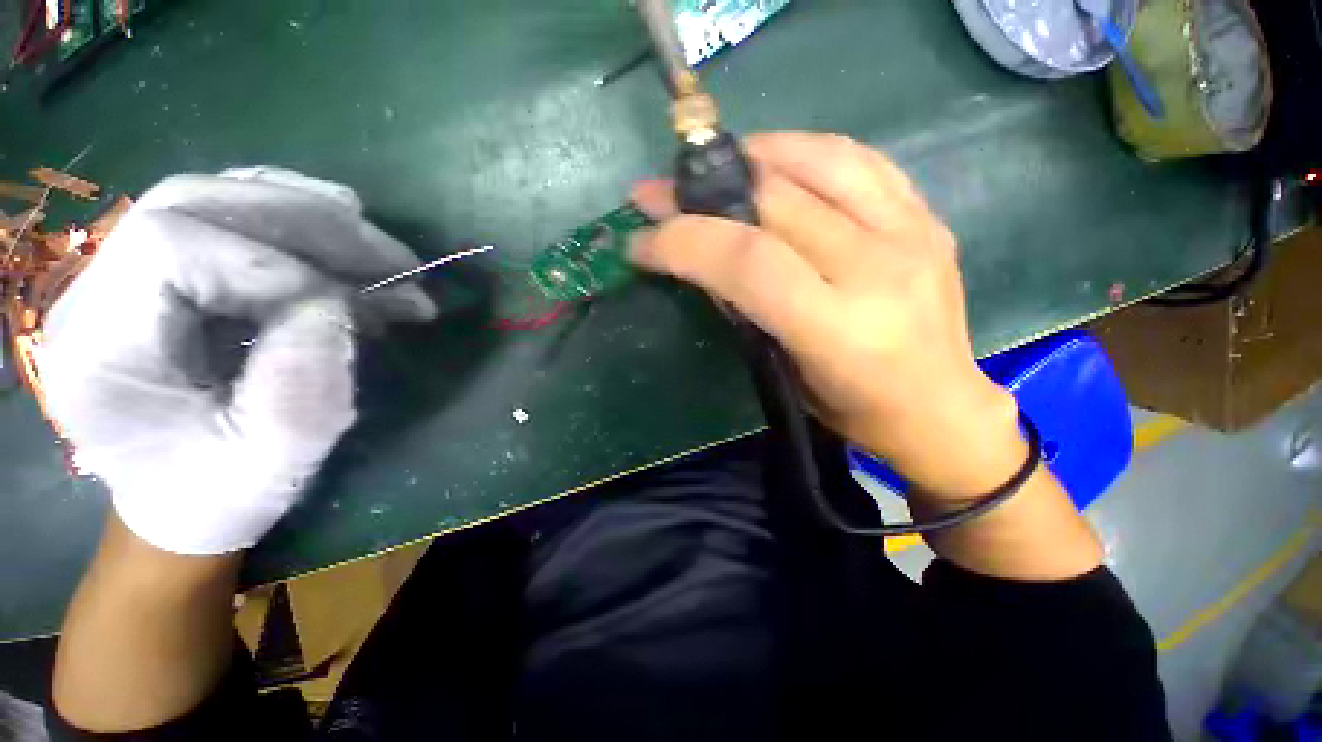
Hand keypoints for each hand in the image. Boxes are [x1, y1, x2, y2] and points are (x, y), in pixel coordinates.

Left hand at [36, 168, 436, 554]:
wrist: (185, 503)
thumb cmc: (219, 496)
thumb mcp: (274, 457)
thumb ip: (303, 381)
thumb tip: (338, 304)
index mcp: (101, 344)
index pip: (172, 245)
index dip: (271, 266)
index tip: (345, 310)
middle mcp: (97, 291)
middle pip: (191, 202)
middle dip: (304, 220)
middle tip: (388, 256)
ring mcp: (126, 276)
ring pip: (211, 199)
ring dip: (306, 213)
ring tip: (375, 246)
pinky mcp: (164, 278)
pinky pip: (225, 220)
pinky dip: (293, 220)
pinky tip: (338, 240)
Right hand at [631, 132, 1023, 499]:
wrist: (942, 409)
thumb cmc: (854, 411)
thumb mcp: (786, 375)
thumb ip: (748, 312)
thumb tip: (706, 261)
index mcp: (838, 329)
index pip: (748, 262)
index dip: (685, 241)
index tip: (641, 240)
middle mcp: (878, 270)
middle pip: (776, 203)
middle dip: (701, 193)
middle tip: (658, 192)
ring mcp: (911, 234)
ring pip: (819, 162)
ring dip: (752, 155)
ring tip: (712, 165)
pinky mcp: (927, 217)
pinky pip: (859, 160)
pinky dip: (805, 150)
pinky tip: (774, 160)